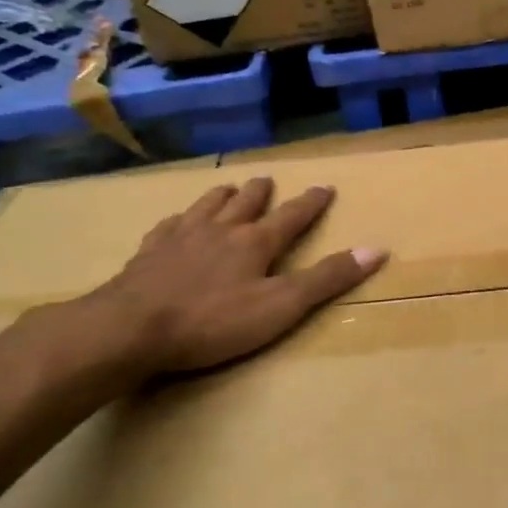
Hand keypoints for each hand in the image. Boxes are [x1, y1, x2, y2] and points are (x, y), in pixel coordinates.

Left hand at [87, 178, 385, 377]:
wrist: (131, 328)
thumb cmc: (214, 321)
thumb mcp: (282, 306)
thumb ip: (327, 279)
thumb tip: (376, 249)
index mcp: (255, 243)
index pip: (292, 216)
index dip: (311, 202)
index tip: (325, 186)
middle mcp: (221, 230)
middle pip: (246, 203)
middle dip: (261, 192)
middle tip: (268, 179)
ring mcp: (181, 238)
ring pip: (207, 207)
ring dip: (222, 196)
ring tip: (227, 188)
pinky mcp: (148, 253)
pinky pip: (168, 226)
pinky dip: (179, 219)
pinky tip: (176, 221)